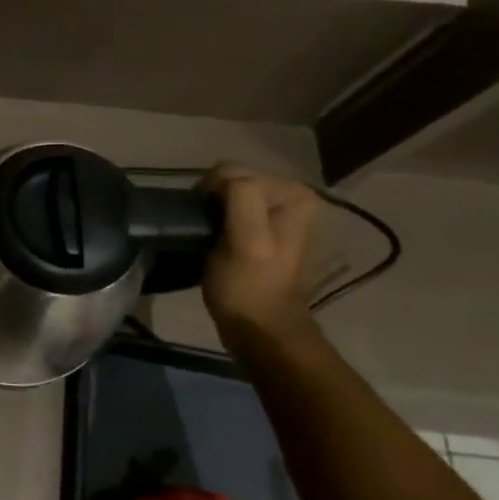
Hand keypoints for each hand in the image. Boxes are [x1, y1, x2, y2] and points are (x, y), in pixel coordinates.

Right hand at [199, 164, 320, 336]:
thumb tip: (222, 176)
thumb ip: (242, 198)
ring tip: (209, 237)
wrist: (260, 328)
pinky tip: (216, 239)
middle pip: (232, 179)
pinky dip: (218, 219)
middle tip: (206, 232)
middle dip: (213, 201)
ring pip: (228, 193)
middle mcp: (294, 196)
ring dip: (213, 211)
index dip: (210, 194)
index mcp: (294, 194)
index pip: (233, 171)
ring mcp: (281, 213)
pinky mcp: (266, 228)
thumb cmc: (249, 286)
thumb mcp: (246, 240)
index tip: (204, 224)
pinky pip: (231, 208)